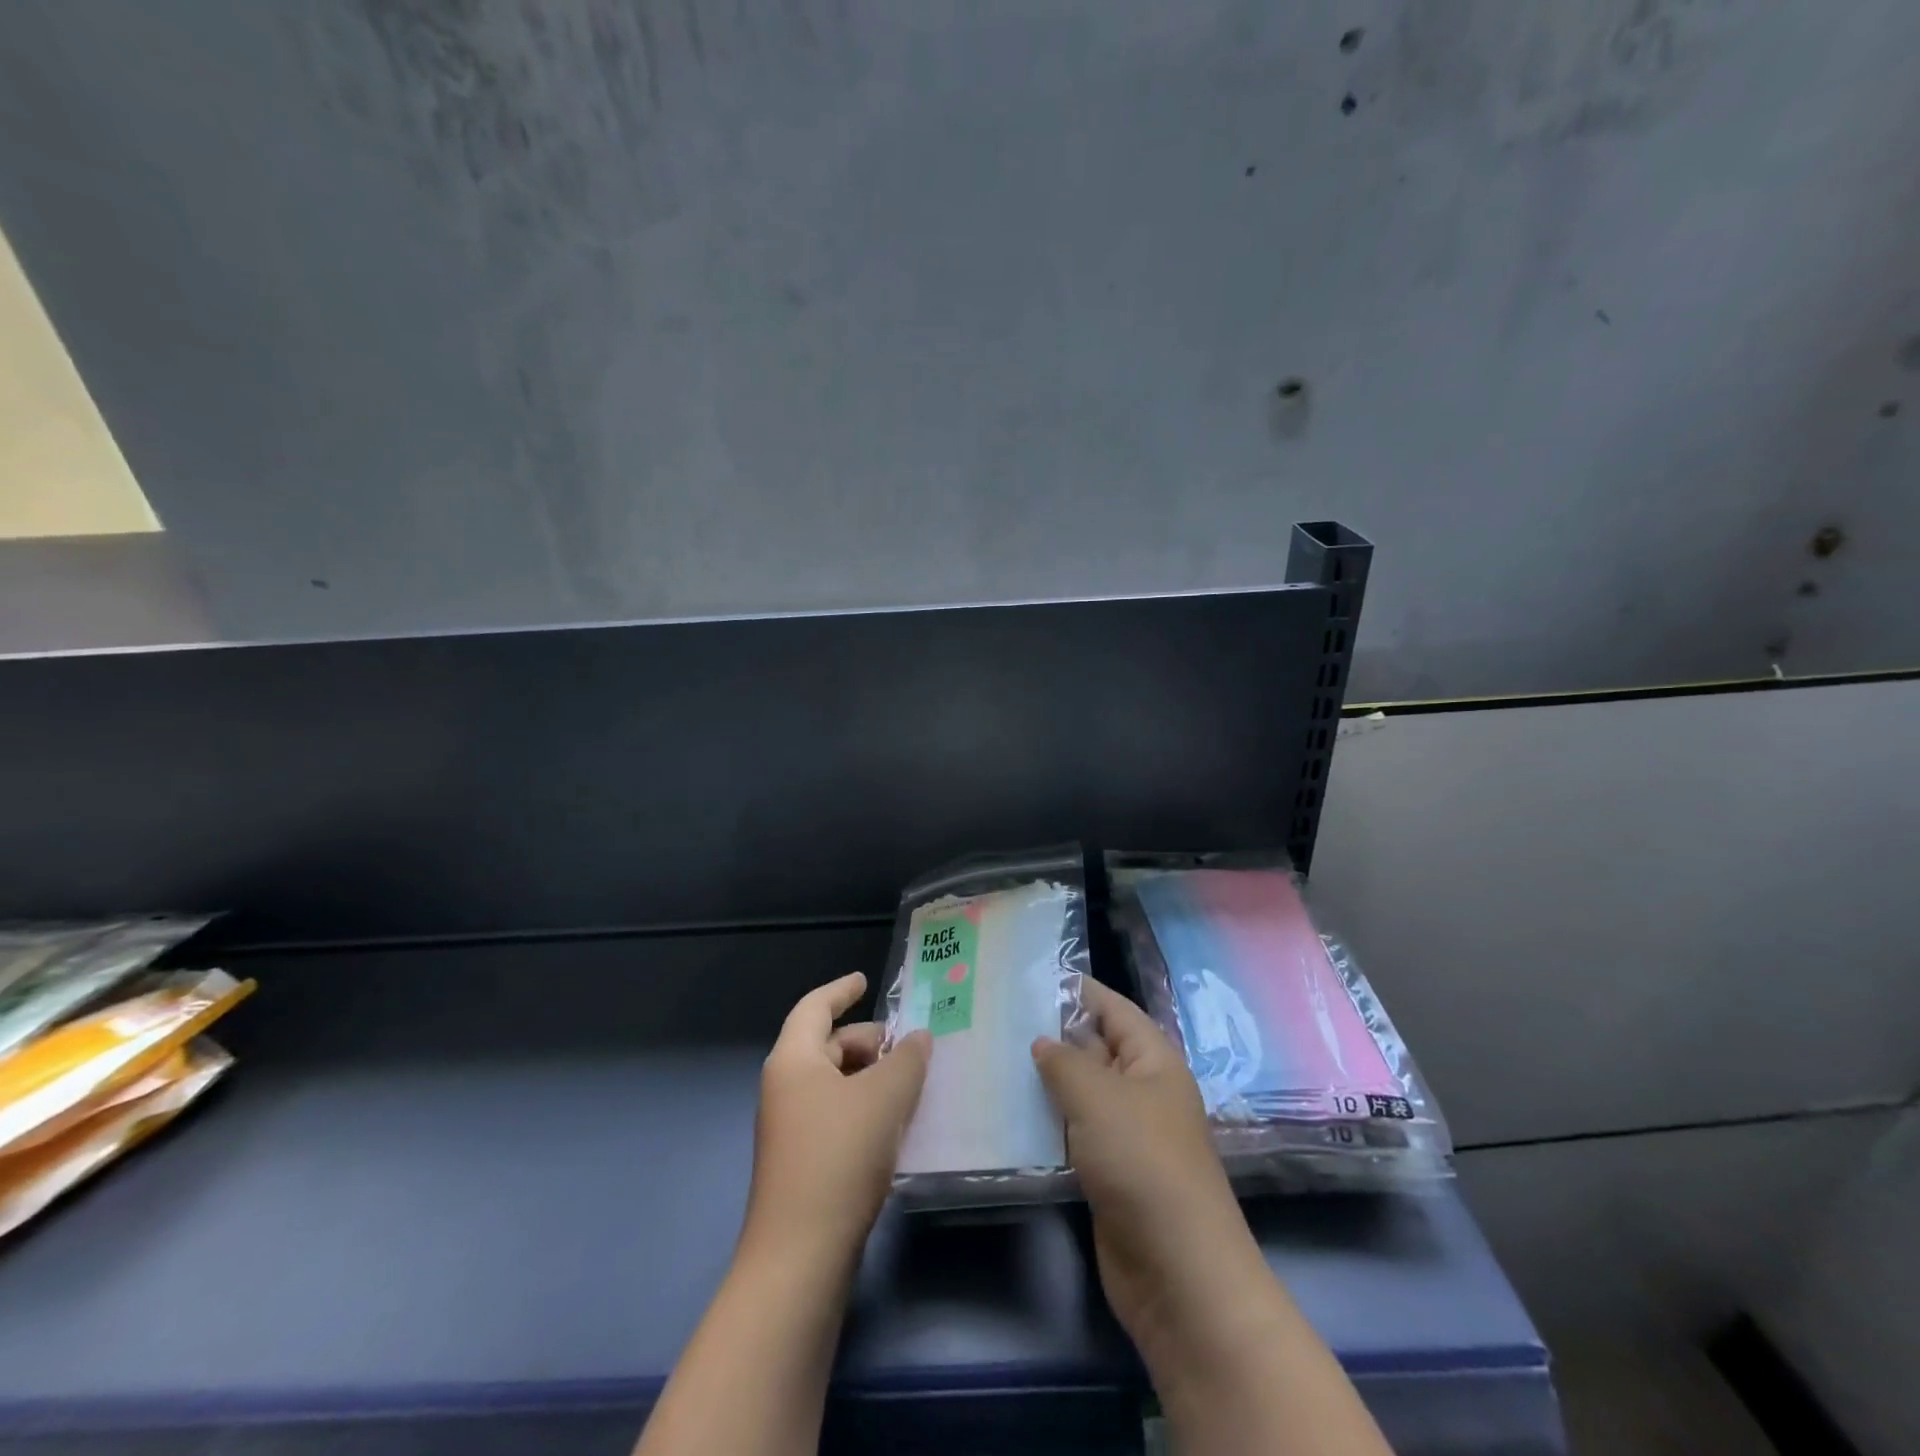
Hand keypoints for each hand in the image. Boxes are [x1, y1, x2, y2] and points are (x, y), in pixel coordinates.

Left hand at [744, 972, 931, 1267]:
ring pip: (834, 1083)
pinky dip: (865, 1107)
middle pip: (827, 1045)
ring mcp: (790, 1128)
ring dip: (870, 1076)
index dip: (841, 989)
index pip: (815, 1007)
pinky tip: (896, 1124)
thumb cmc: (839, 1157)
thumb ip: (907, 1059)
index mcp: (793, 1060)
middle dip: (868, 1040)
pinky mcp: (802, 1163)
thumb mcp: (884, 1097)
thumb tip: (918, 1039)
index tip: (865, 981)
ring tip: (911, 1083)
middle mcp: (785, 1088)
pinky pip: (837, 1115)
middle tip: (909, 1046)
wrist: (800, 1258)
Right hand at [1031, 980, 1267, 1368]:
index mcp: (1153, 1059)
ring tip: (991, 1058)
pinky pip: (1073, 1133)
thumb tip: (1042, 1042)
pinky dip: (1046, 1122)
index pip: (1112, 1008)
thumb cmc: (1143, 1162)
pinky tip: (1007, 1114)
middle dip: (1050, 1034)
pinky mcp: (1108, 1172)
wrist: (1177, 1272)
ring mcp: (1125, 1133)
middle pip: (1094, 1048)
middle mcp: (1141, 1089)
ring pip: (1080, 1093)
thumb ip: (1065, 1062)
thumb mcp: (1100, 1097)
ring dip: (1044, 1081)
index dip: (1075, 990)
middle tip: (995, 1017)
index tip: (1027, 976)